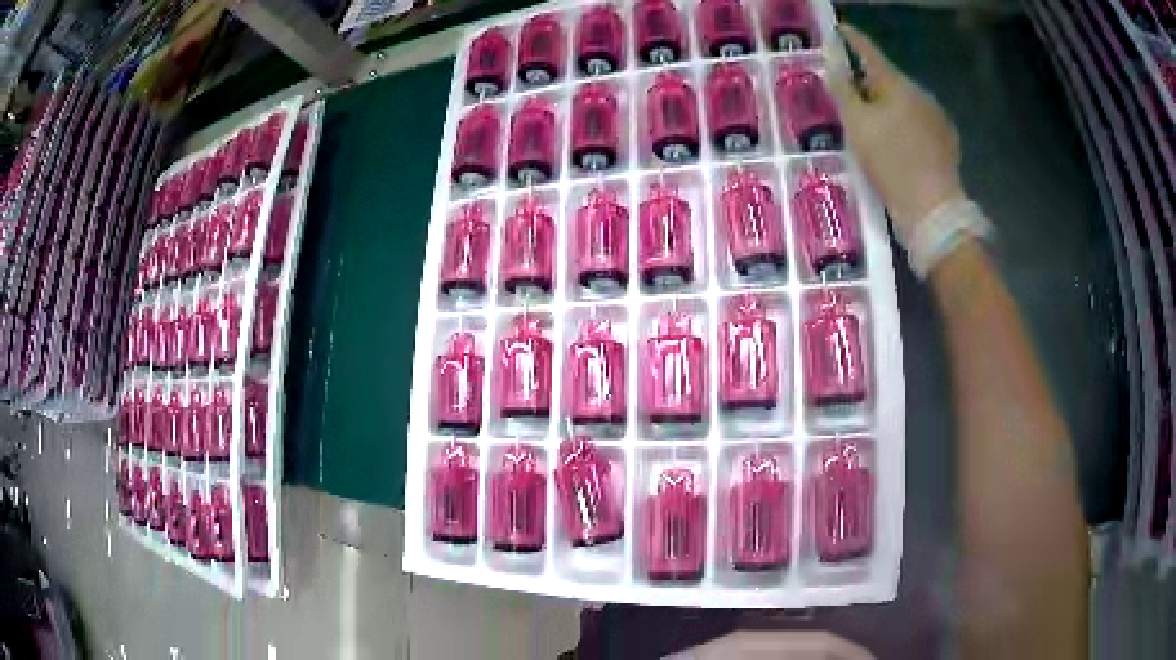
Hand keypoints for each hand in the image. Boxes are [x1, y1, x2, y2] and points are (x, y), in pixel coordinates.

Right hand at [828, 25, 966, 245]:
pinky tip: (896, 140)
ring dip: (886, 103)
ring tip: (870, 118)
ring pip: (904, 101)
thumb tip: (832, 62)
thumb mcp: (858, 125)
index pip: (869, 52)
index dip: (852, 39)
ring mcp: (937, 118)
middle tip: (847, 86)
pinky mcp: (946, 142)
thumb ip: (842, 90)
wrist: (934, 212)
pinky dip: (903, 124)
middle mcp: (920, 94)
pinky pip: (918, 122)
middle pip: (888, 78)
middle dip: (867, 78)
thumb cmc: (892, 164)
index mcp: (897, 84)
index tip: (839, 28)